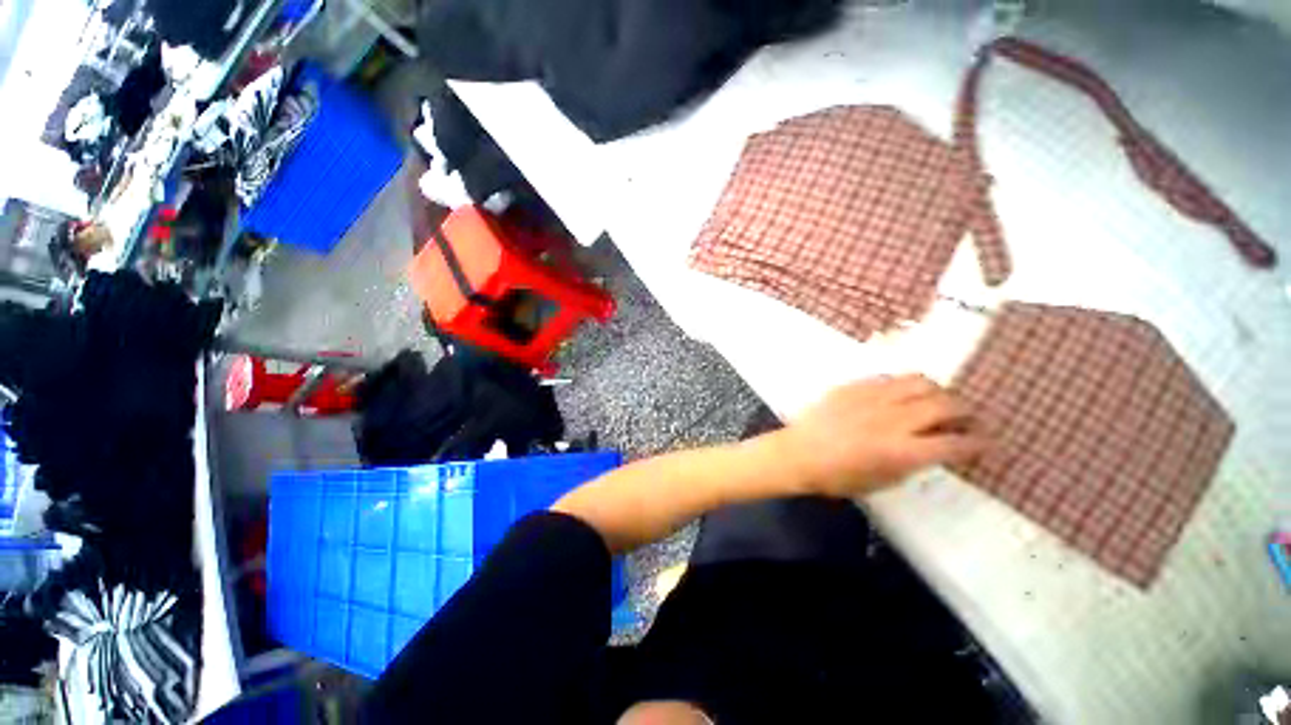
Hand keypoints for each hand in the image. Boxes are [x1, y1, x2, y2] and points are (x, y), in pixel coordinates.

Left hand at [770, 375, 988, 496]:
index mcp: (902, 451)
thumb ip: (912, 463)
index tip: (985, 443)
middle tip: (966, 418)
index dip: (977, 443)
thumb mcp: (882, 481)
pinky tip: (900, 395)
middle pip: (945, 405)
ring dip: (937, 391)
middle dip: (965, 412)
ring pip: (920, 382)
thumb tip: (932, 448)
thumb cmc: (837, 477)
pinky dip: (903, 385)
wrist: (798, 453)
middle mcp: (893, 419)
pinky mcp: (854, 387)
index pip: (955, 443)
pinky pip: (889, 378)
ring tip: (935, 401)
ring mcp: (872, 398)